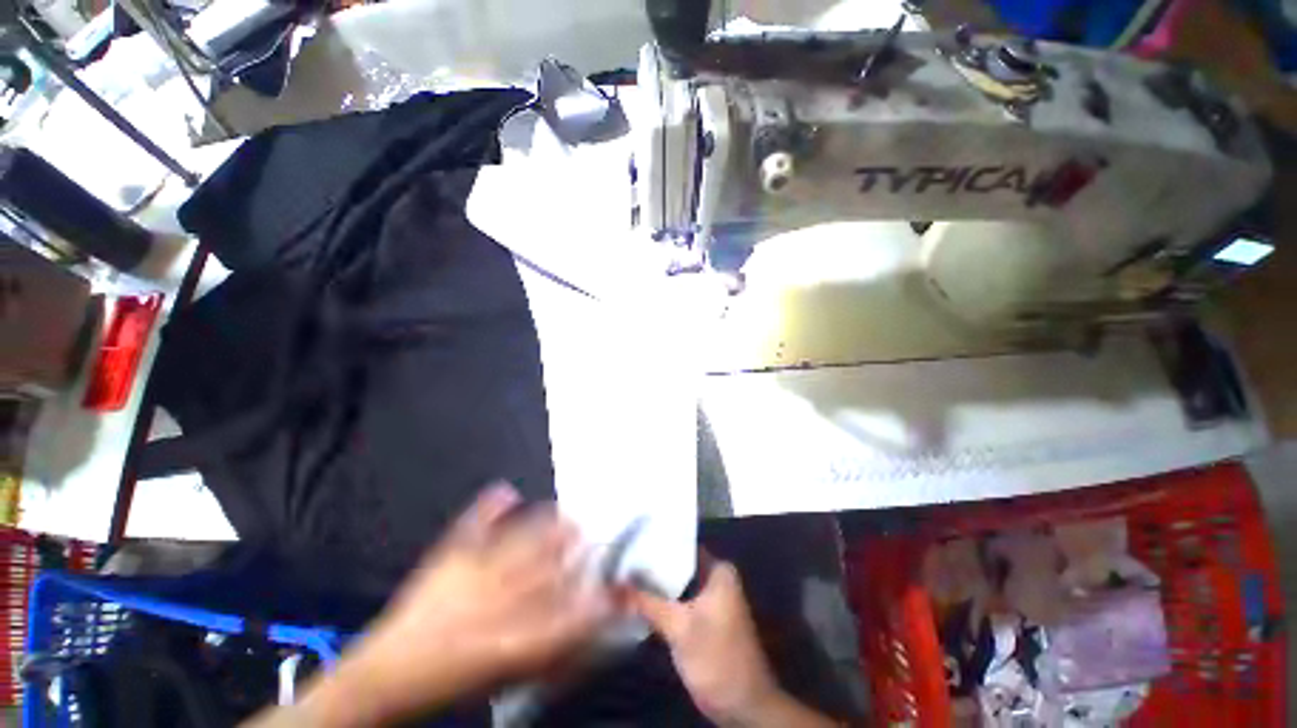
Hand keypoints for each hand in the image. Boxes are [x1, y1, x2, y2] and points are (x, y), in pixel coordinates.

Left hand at [284, 484, 612, 726]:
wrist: (385, 675)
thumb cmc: (453, 680)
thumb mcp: (508, 675)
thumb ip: (552, 648)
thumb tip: (586, 623)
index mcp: (509, 640)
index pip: (567, 614)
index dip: (595, 597)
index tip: (612, 583)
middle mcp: (494, 601)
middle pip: (547, 566)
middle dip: (574, 547)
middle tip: (590, 533)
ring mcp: (468, 573)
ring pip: (520, 540)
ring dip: (547, 524)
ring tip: (564, 513)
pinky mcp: (445, 558)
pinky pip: (472, 524)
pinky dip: (490, 505)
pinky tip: (506, 489)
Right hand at [626, 559, 775, 724]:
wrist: (743, 706)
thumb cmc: (717, 658)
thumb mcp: (679, 627)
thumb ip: (646, 602)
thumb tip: (613, 584)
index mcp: (718, 570)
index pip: (682, 546)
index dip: (656, 543)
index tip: (629, 541)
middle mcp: (715, 578)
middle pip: (677, 565)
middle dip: (651, 565)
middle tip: (620, 559)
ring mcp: (709, 600)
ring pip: (676, 584)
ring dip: (654, 585)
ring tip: (621, 575)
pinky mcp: (702, 619)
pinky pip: (677, 601)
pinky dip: (660, 601)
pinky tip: (634, 599)